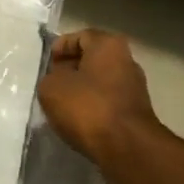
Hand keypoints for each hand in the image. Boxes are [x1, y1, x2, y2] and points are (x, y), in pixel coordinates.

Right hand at [37, 30, 166, 172]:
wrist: (127, 147)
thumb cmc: (88, 107)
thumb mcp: (52, 88)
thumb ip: (50, 78)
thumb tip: (58, 81)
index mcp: (108, 45)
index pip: (80, 36)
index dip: (60, 47)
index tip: (47, 64)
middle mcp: (127, 60)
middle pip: (92, 59)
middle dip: (71, 69)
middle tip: (51, 84)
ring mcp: (134, 87)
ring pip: (100, 82)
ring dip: (81, 90)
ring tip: (61, 105)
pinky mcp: (136, 112)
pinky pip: (108, 102)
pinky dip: (93, 107)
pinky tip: (78, 121)